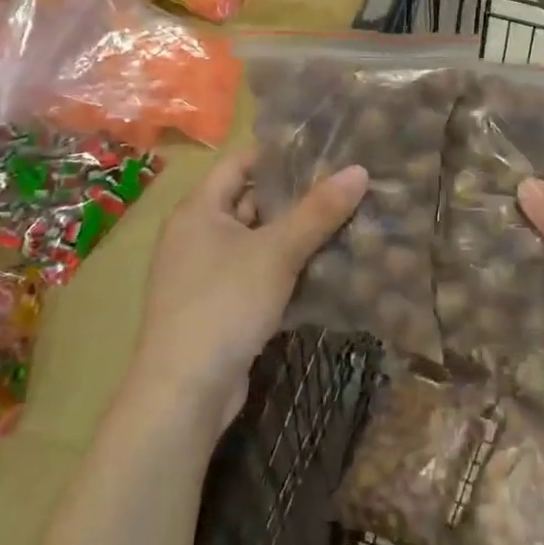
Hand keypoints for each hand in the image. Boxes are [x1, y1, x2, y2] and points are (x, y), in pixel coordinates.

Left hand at [126, 150, 367, 440]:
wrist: (184, 394)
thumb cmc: (224, 304)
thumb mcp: (276, 252)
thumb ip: (318, 211)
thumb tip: (359, 170)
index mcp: (199, 210)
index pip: (240, 162)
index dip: (279, 154)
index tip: (324, 150)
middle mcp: (197, 235)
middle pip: (252, 201)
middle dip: (297, 197)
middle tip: (346, 186)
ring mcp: (206, 274)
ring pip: (259, 241)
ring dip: (297, 236)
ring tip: (347, 221)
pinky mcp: (219, 307)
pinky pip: (258, 274)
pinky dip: (287, 269)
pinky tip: (327, 268)